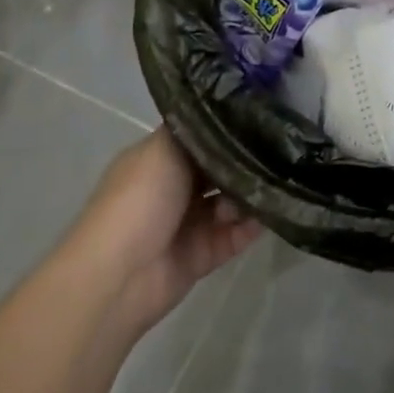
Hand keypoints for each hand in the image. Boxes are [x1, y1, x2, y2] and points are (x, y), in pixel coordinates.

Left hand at [69, 126, 263, 326]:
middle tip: (275, 153)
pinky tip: (270, 212)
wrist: (118, 275)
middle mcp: (176, 189)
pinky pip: (238, 235)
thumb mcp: (163, 148)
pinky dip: (254, 225)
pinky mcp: (204, 254)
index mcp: (161, 161)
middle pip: (222, 171)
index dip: (229, 129)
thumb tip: (228, 119)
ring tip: (266, 187)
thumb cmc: (139, 201)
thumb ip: (198, 132)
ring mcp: (190, 224)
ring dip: (251, 195)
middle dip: (246, 164)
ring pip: (233, 203)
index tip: (263, 118)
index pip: (202, 139)